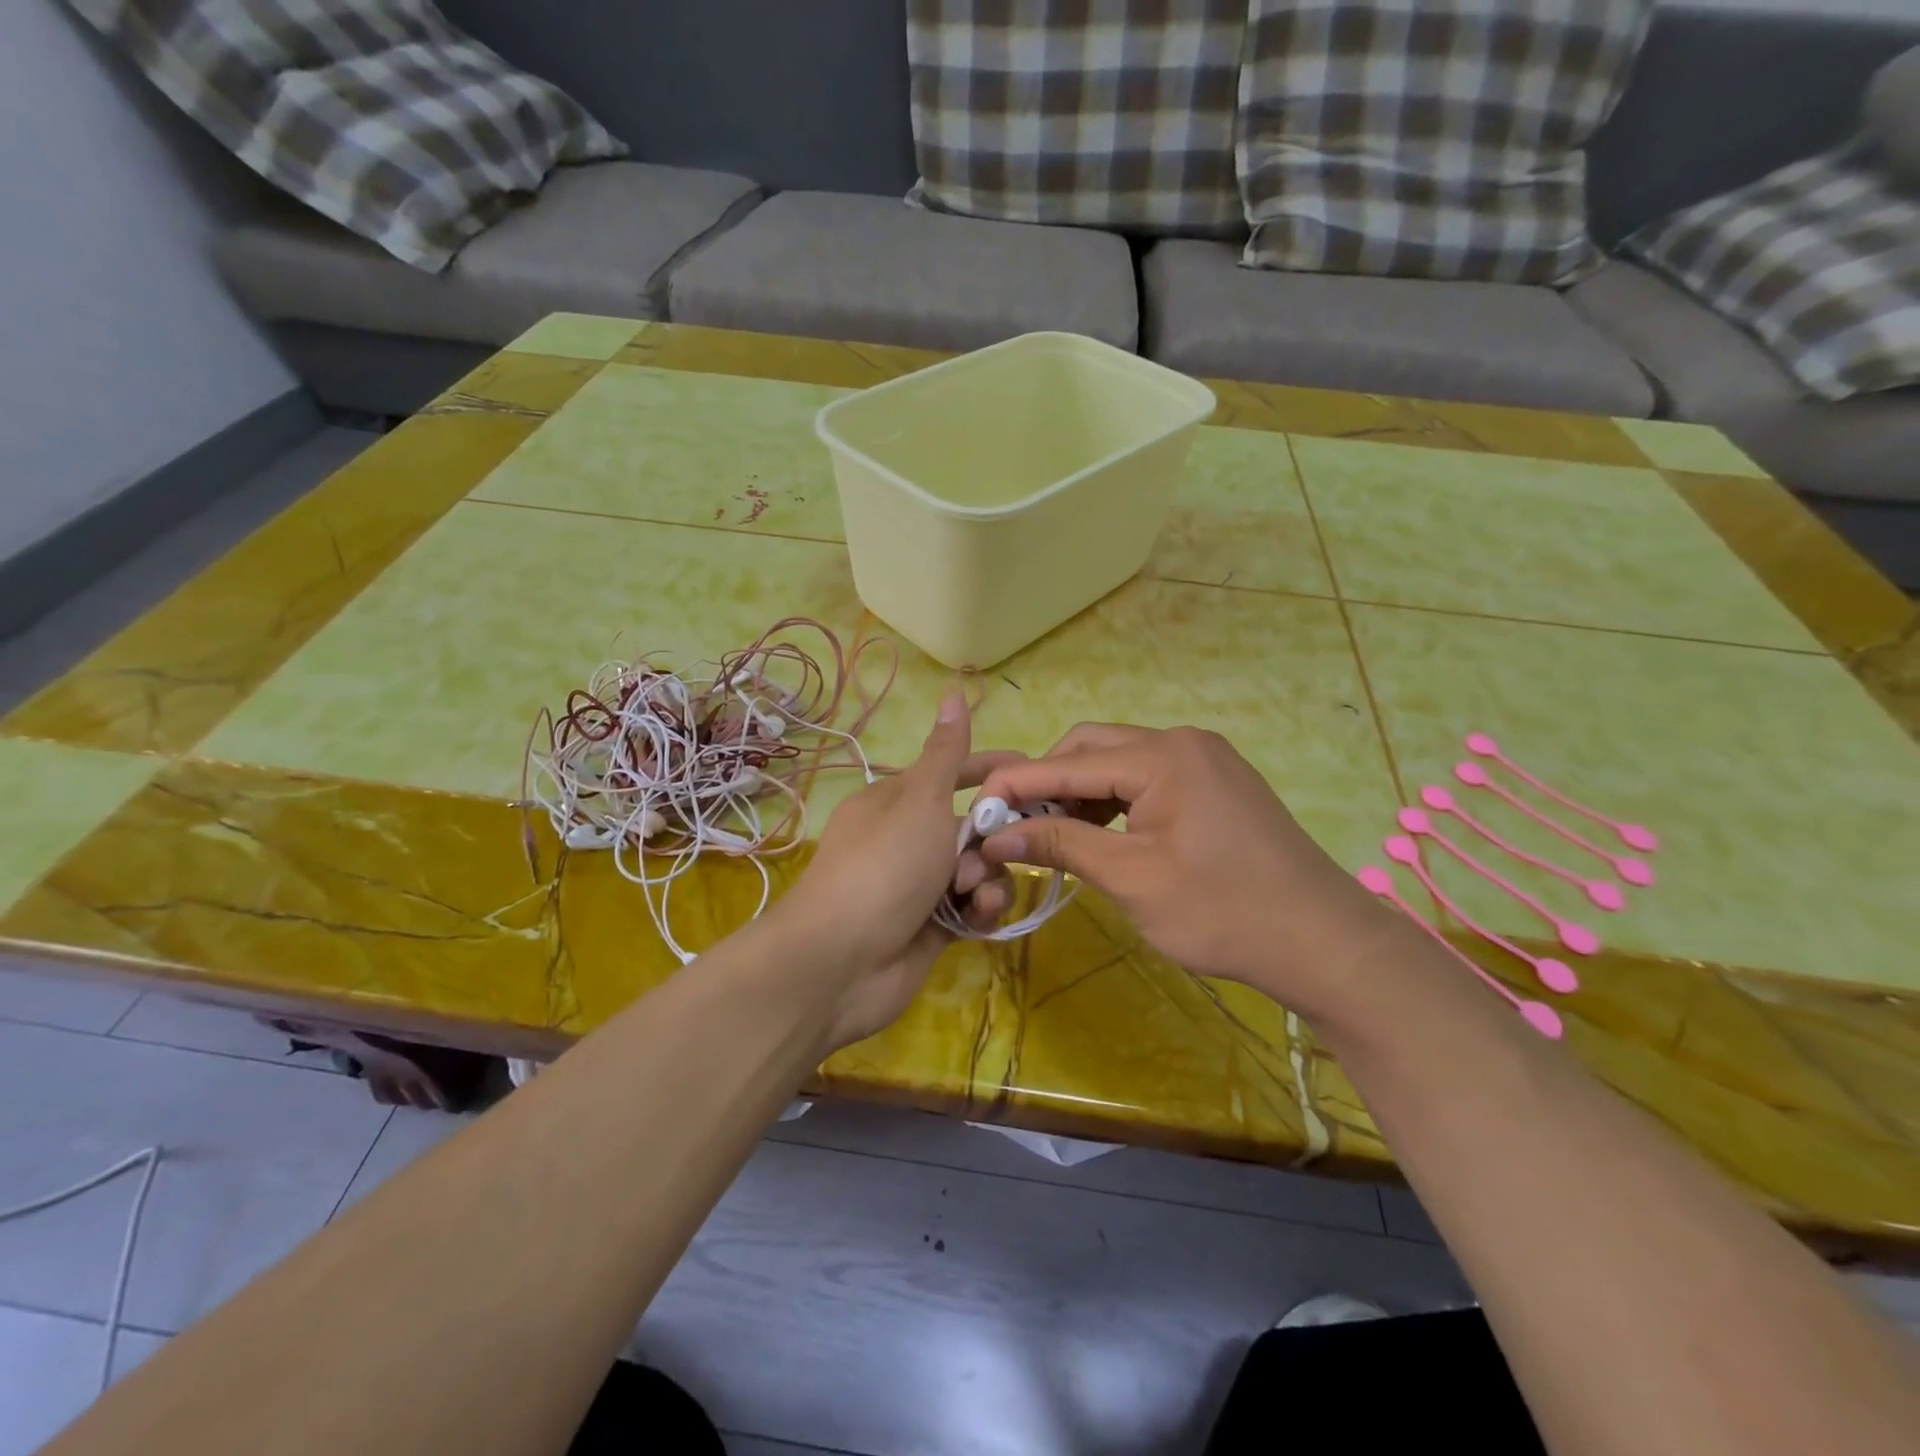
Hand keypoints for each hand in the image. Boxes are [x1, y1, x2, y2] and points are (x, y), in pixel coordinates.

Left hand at [789, 690, 1013, 1046]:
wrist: (842, 960)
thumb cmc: (884, 865)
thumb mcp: (920, 800)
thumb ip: (946, 753)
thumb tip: (954, 692)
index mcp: (896, 802)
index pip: (951, 774)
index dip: (989, 771)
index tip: (1031, 773)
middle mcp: (908, 840)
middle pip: (972, 827)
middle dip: (992, 838)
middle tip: (995, 848)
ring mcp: (920, 886)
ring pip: (979, 870)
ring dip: (988, 877)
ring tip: (973, 891)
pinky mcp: (933, 927)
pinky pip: (972, 907)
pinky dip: (980, 908)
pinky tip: (977, 915)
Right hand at [976, 724, 1388, 1011]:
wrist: (1323, 941)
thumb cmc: (1222, 911)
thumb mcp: (1131, 879)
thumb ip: (1061, 846)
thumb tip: (997, 834)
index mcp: (1164, 756)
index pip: (1069, 761)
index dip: (1017, 784)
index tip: (974, 807)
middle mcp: (1183, 742)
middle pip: (1093, 748)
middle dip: (1049, 783)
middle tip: (1017, 826)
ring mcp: (1205, 760)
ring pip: (1120, 763)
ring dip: (1081, 793)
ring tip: (1053, 835)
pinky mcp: (1216, 783)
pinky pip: (1149, 779)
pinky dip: (1115, 802)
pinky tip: (1099, 833)